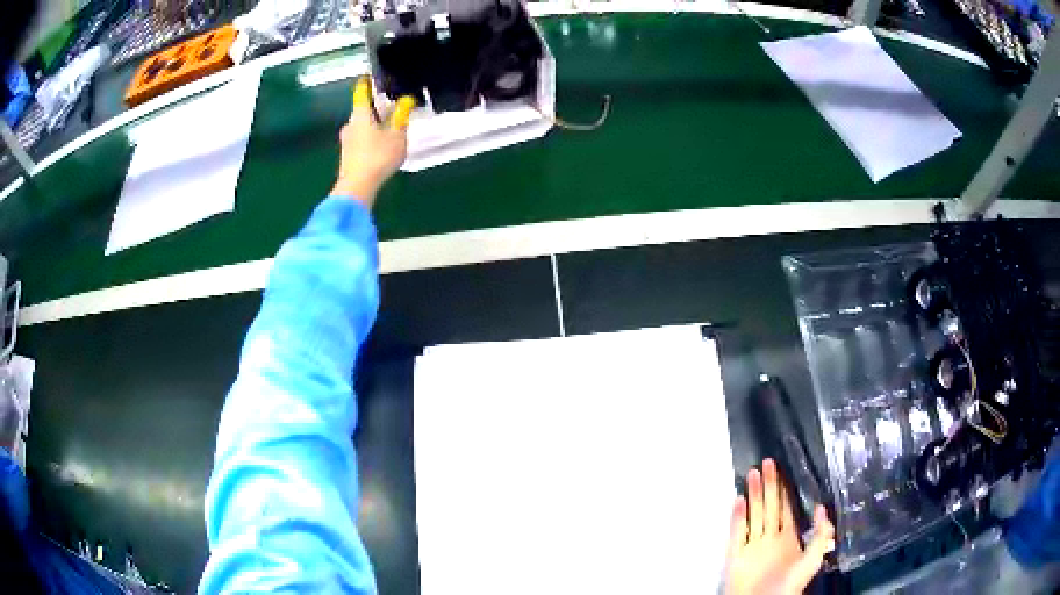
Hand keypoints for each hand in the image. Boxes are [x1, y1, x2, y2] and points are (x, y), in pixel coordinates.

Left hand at [331, 76, 416, 206]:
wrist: (357, 187)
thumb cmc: (378, 156)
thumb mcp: (397, 135)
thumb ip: (402, 116)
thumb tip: (406, 101)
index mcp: (360, 114)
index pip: (362, 92)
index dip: (367, 82)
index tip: (372, 76)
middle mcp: (350, 124)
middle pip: (363, 110)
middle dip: (376, 108)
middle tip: (391, 107)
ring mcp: (346, 141)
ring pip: (361, 126)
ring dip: (373, 125)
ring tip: (390, 128)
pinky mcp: (347, 156)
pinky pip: (360, 140)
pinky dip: (370, 138)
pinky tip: (381, 146)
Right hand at [725, 458, 835, 594]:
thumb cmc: (788, 586)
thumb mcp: (811, 561)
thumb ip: (819, 536)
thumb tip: (821, 508)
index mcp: (788, 539)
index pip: (787, 509)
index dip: (785, 491)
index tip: (784, 471)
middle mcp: (770, 538)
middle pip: (769, 506)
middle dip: (769, 485)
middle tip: (768, 462)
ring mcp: (752, 546)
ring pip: (753, 514)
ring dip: (753, 494)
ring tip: (752, 473)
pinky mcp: (736, 555)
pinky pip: (736, 532)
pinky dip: (737, 516)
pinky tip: (738, 501)